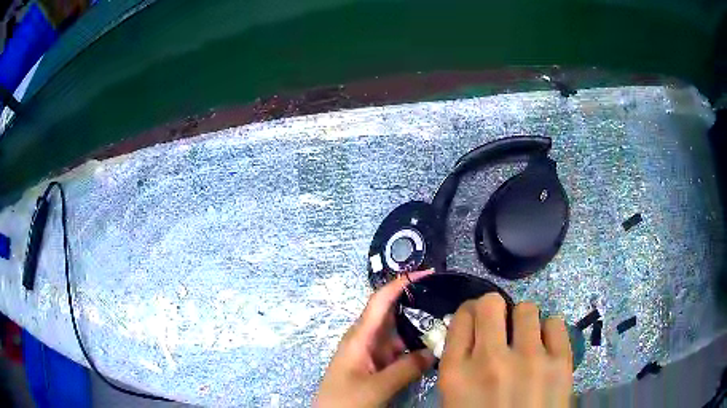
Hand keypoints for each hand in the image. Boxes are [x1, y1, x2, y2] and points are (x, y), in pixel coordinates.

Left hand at [315, 271, 435, 407]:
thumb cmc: (346, 400)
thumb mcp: (376, 387)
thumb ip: (406, 369)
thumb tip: (434, 352)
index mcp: (359, 337)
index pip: (380, 301)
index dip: (401, 284)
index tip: (426, 274)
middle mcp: (365, 339)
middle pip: (391, 314)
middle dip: (415, 303)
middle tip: (445, 298)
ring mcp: (370, 353)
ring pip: (397, 333)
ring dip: (417, 327)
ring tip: (445, 321)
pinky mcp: (375, 365)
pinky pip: (397, 350)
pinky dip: (413, 346)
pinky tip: (431, 347)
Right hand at [438, 293, 572, 407]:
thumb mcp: (455, 401)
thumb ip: (458, 367)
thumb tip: (466, 336)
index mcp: (457, 374)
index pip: (461, 318)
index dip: (469, 314)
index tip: (475, 320)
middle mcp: (490, 361)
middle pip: (491, 304)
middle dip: (494, 310)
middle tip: (500, 324)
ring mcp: (529, 360)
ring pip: (526, 309)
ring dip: (523, 322)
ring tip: (526, 340)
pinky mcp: (560, 363)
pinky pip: (555, 323)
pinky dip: (549, 332)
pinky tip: (546, 349)